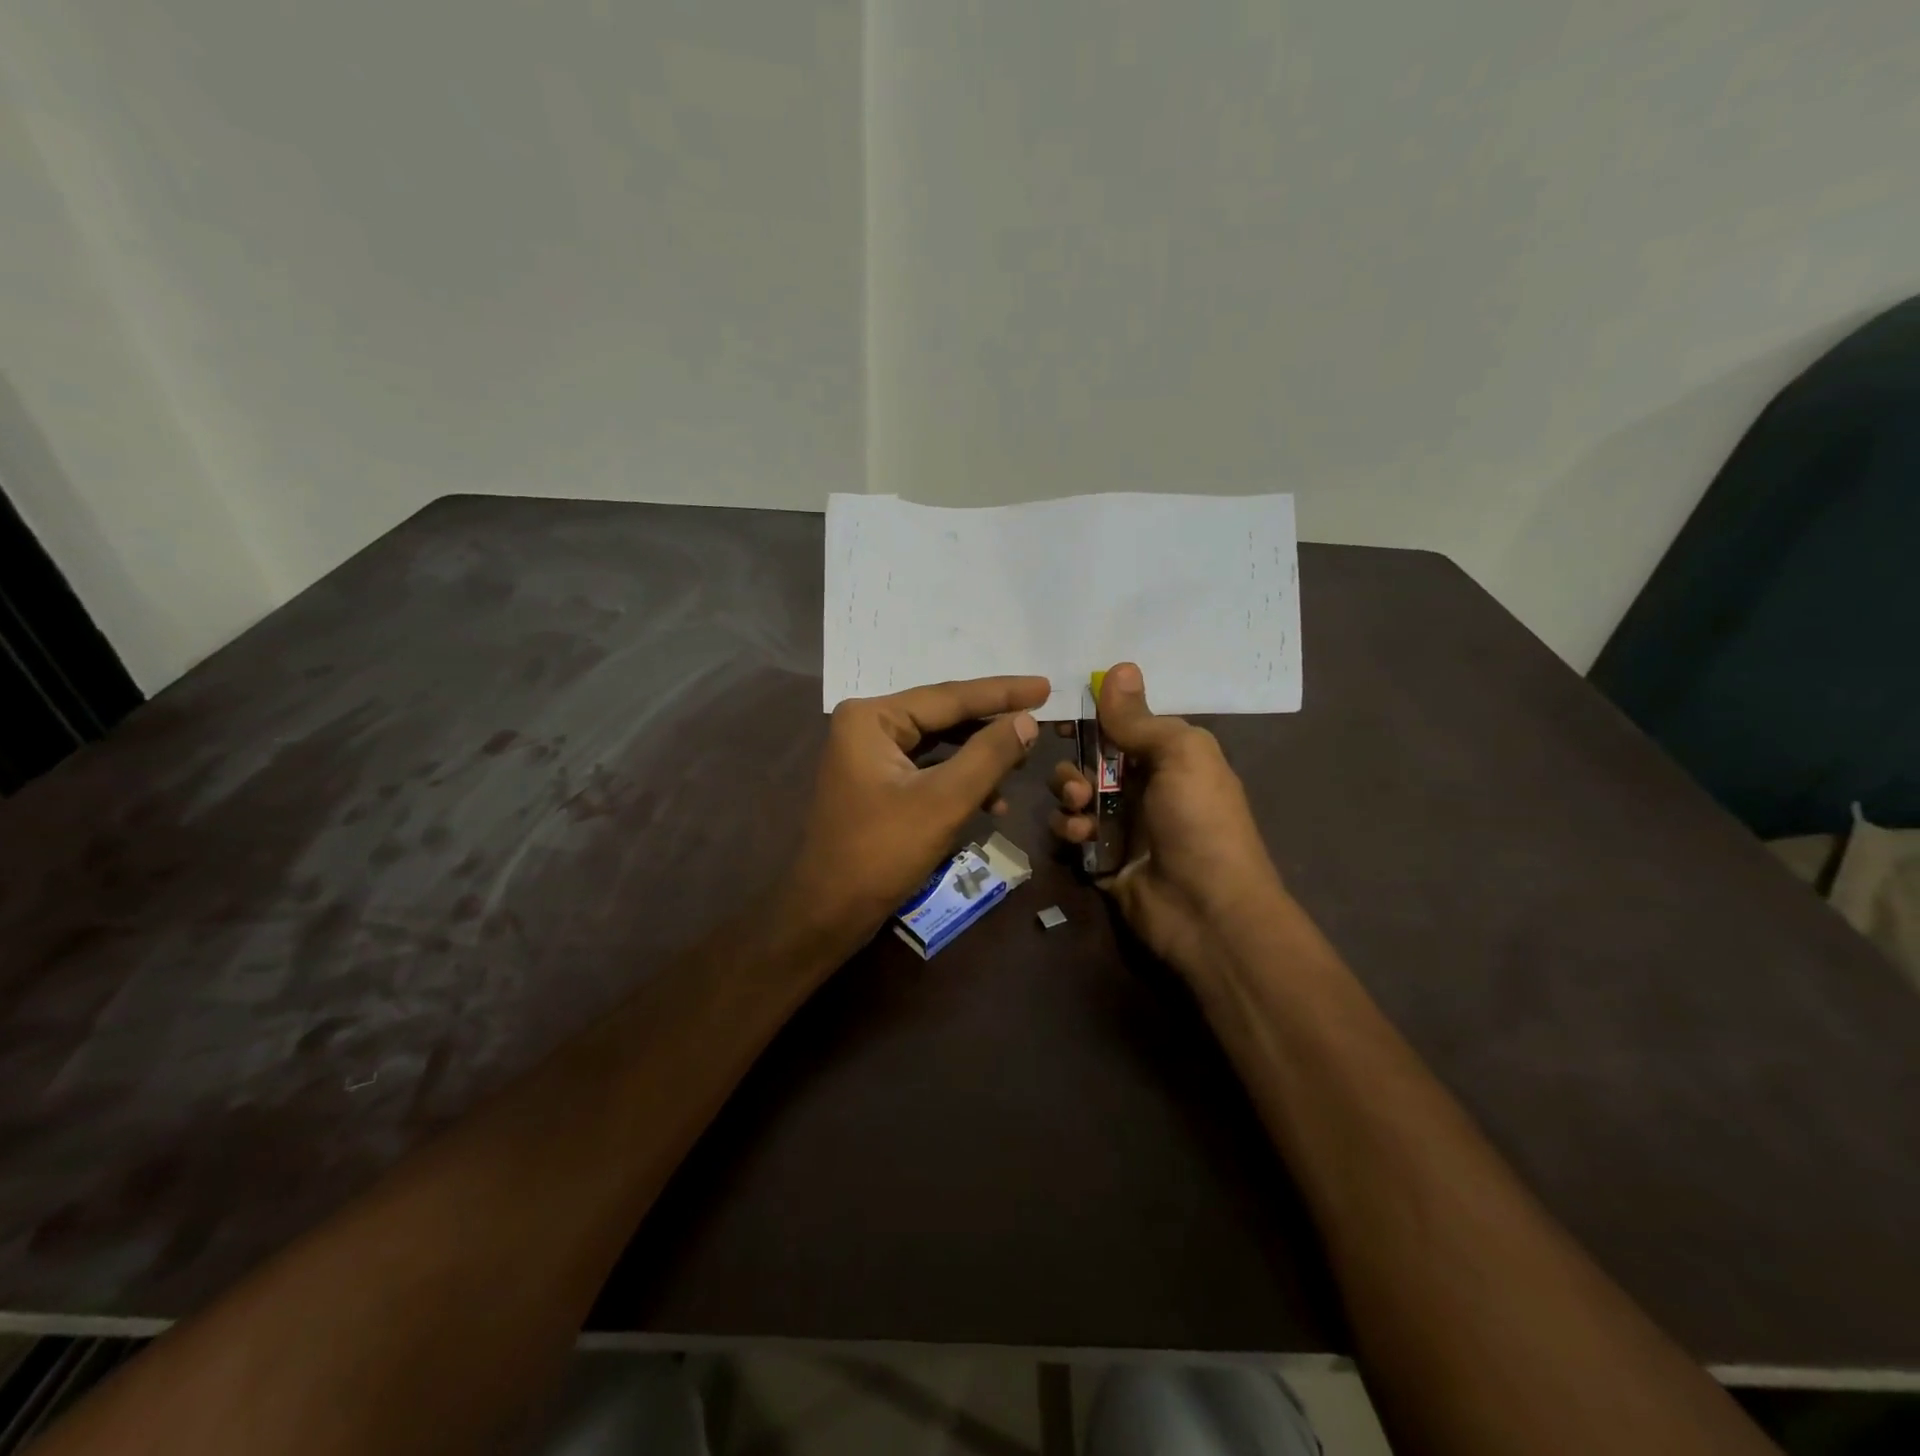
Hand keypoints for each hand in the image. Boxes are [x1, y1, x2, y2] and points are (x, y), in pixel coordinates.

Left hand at [782, 676, 1048, 947]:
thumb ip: (988, 755)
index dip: (1002, 693)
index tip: (1046, 686)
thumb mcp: (943, 801)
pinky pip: (928, 769)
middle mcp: (866, 726)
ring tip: (1023, 761)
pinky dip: (960, 781)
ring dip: (980, 757)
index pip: (949, 696)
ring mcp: (869, 756)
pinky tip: (993, 801)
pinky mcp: (876, 783)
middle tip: (1041, 718)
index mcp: (872, 718)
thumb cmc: (881, 852)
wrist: (828, 913)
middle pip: (943, 716)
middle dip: (992, 724)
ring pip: (939, 744)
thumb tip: (1026, 720)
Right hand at [1048, 663, 1285, 982]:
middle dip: (1074, 762)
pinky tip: (1083, 837)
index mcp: (1168, 756)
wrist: (1206, 911)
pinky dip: (1068, 829)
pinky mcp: (1099, 856)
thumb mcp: (1181, 756)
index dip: (1093, 718)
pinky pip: (1068, 830)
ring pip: (1072, 792)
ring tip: (1081, 809)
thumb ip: (1140, 718)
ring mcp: (1120, 823)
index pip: (1122, 725)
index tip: (1064, 715)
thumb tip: (1119, 667)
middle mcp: (1142, 785)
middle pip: (1089, 757)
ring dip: (1068, 794)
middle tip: (1078, 780)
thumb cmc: (1200, 822)